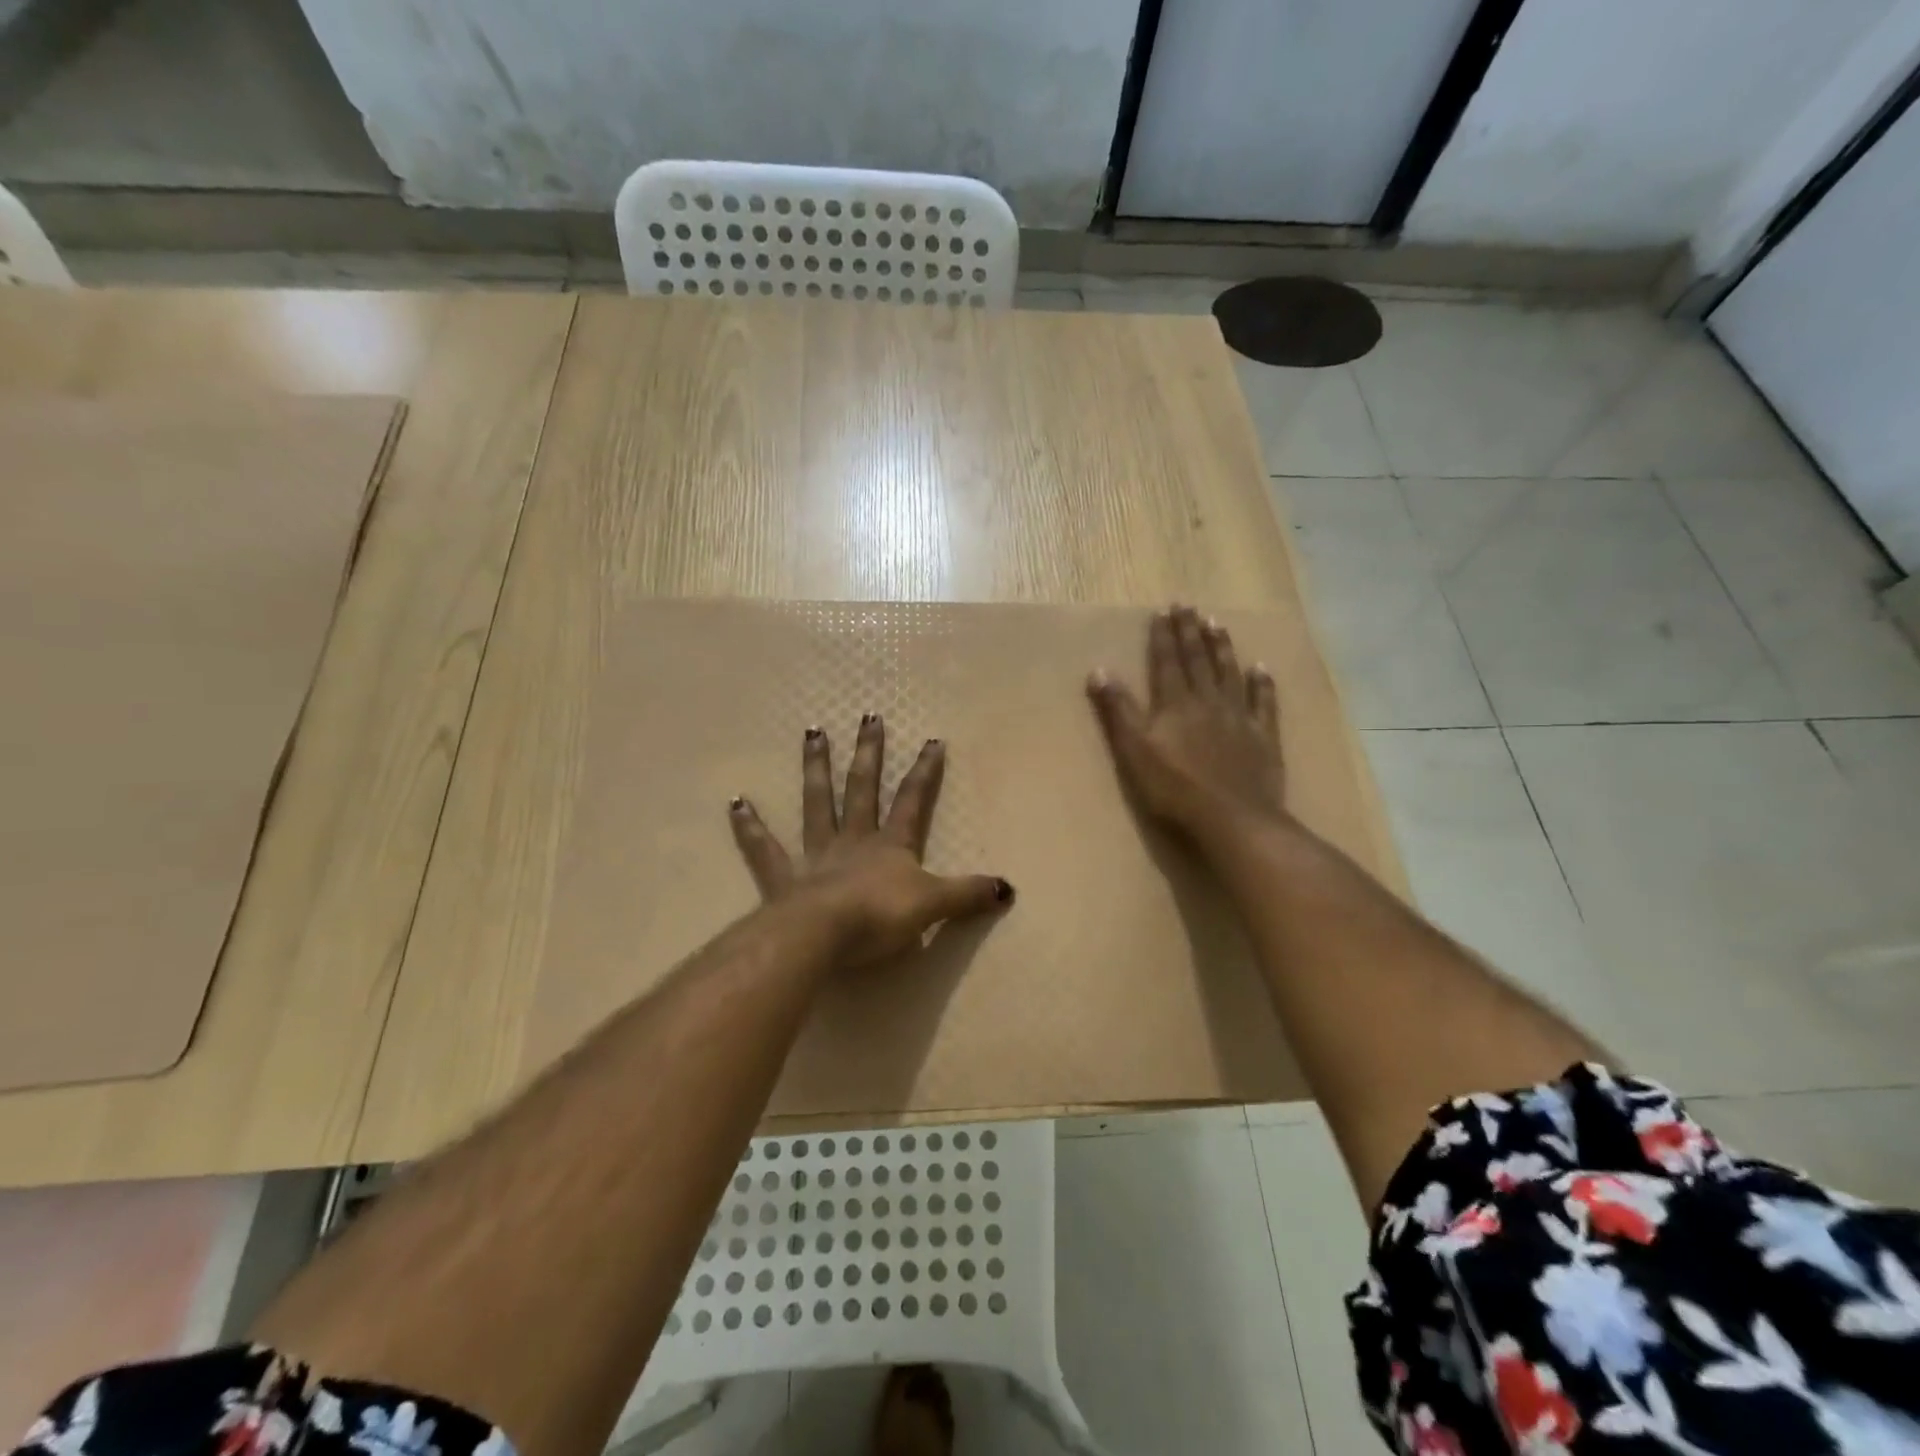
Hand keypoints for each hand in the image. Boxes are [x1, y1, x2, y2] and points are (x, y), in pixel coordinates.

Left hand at [728, 715, 1012, 966]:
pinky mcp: (783, 877)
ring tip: (813, 733)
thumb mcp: (933, 906)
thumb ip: (967, 895)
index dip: (924, 773)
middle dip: (868, 753)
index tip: (931, 741)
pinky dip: (750, 827)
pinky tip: (736, 802)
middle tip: (868, 717)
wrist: (824, 936)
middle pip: (862, 789)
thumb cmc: (880, 918)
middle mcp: (853, 840)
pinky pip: (764, 849)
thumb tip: (1008, 888)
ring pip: (816, 804)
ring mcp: (815, 855)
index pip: (912, 801)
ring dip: (816, 769)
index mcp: (889, 846)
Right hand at [1086, 605, 1286, 845]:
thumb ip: (1118, 711)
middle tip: (1188, 605)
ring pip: (1229, 673)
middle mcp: (1208, 701)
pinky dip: (1262, 683)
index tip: (1163, 610)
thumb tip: (1099, 671)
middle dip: (1190, 632)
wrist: (1231, 818)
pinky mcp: (1263, 737)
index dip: (1163, 636)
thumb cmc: (1173, 789)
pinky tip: (1261, 668)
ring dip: (1222, 647)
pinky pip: (1264, 702)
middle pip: (1198, 660)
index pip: (1167, 662)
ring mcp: (1239, 718)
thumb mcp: (1133, 751)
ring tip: (1217, 623)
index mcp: (1175, 704)